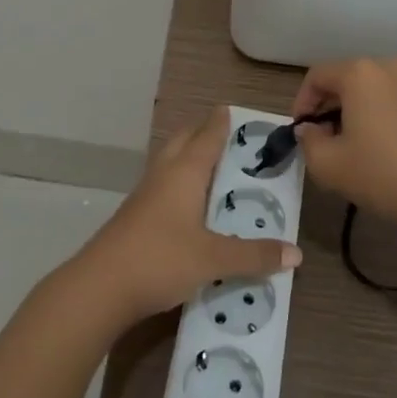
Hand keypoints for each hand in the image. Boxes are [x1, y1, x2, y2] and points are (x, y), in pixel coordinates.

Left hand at [72, 106, 301, 325]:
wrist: (100, 288)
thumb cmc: (160, 259)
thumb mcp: (213, 259)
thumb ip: (254, 256)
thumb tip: (296, 254)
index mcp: (184, 173)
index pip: (206, 137)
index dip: (220, 123)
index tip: (232, 110)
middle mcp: (163, 175)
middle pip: (183, 142)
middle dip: (202, 134)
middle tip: (228, 137)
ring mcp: (145, 195)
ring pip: (170, 164)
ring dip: (189, 159)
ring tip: (215, 168)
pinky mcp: (135, 217)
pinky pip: (163, 187)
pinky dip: (180, 184)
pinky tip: (191, 205)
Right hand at [291, 58, 396, 241]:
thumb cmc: (382, 174)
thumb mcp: (328, 164)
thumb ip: (307, 142)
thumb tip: (309, 131)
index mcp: (359, 73)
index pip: (316, 77)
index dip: (301, 104)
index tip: (299, 133)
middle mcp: (387, 68)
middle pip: (344, 81)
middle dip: (326, 109)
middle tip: (321, 142)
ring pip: (369, 93)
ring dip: (352, 114)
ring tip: (349, 150)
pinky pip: (391, 103)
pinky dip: (377, 119)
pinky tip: (378, 152)